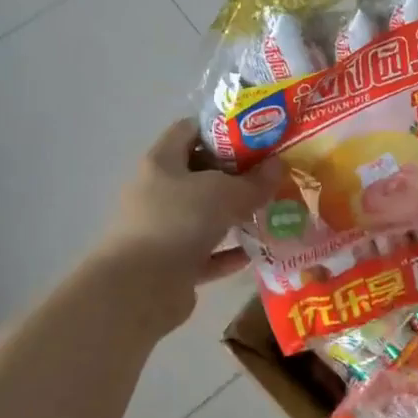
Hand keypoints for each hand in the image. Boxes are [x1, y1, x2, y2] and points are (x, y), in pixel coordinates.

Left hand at [101, 119, 282, 292]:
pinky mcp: (171, 264)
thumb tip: (278, 166)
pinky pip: (206, 253)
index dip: (222, 128)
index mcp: (162, 162)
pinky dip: (228, 252)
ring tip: (270, 211)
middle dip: (235, 174)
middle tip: (270, 174)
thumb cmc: (178, 222)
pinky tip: (256, 251)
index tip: (256, 134)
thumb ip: (254, 181)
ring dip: (234, 215)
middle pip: (199, 173)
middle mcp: (157, 191)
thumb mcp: (224, 193)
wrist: (139, 289)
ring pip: (204, 215)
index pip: (190, 129)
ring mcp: (162, 229)